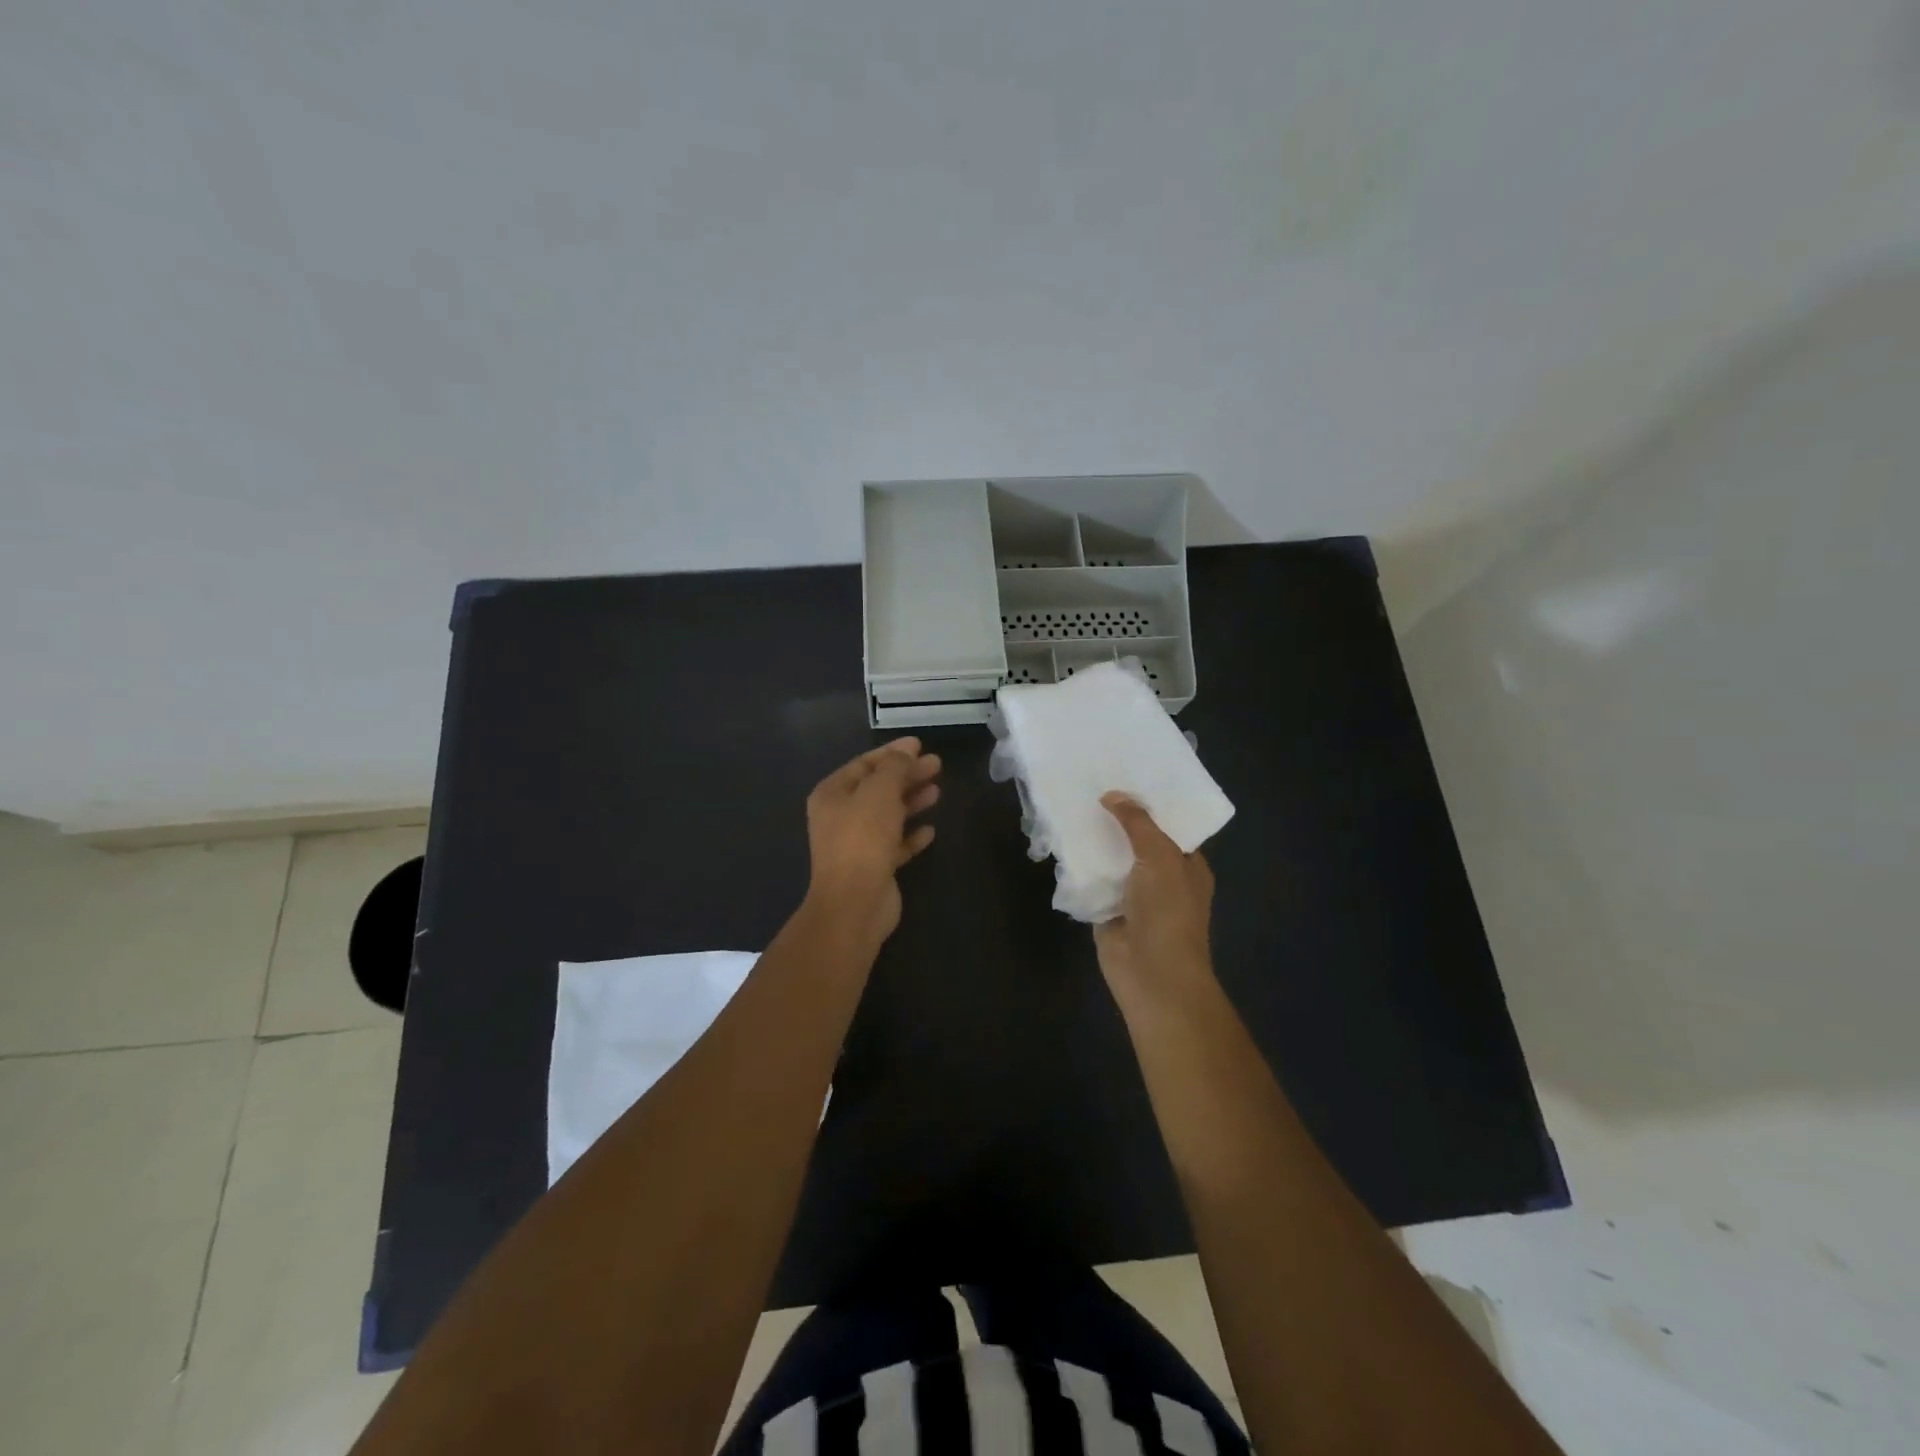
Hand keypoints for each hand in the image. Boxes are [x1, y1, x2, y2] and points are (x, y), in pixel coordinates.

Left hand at [803, 738, 941, 944]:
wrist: (855, 903)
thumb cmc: (863, 838)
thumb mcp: (880, 792)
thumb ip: (895, 768)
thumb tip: (906, 754)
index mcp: (832, 794)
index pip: (864, 764)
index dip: (892, 752)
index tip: (920, 745)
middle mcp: (841, 816)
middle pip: (878, 788)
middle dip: (907, 775)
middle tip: (937, 765)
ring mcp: (857, 844)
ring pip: (888, 815)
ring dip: (911, 802)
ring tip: (937, 792)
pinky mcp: (874, 867)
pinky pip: (895, 844)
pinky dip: (911, 835)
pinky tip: (930, 830)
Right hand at [1092, 792, 1214, 1011]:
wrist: (1151, 974)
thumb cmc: (1168, 912)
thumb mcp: (1160, 857)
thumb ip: (1138, 823)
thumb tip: (1112, 795)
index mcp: (1187, 865)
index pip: (1170, 826)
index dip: (1150, 803)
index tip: (1126, 775)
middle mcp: (1161, 877)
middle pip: (1137, 840)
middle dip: (1117, 819)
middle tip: (1090, 783)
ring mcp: (1132, 895)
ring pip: (1111, 860)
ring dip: (1095, 841)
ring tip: (1071, 804)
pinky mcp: (1106, 910)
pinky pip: (1091, 881)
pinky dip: (1078, 867)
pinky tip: (1060, 841)